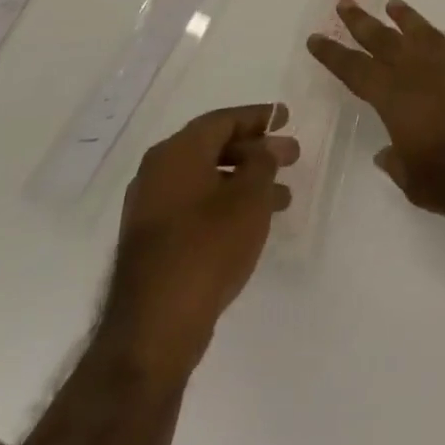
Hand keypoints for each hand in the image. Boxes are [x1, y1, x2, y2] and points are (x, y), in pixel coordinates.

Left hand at [102, 105, 297, 378]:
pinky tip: (253, 221)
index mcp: (176, 153)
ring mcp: (151, 207)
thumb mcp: (249, 198)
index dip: (259, 117)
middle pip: (214, 147)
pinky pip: (196, 204)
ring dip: (246, 181)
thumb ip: (263, 163)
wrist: (154, 327)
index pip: (223, 120)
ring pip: (207, 179)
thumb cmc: (207, 247)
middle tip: (293, 156)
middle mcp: (158, 172)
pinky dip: (226, 203)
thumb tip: (265, 147)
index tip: (287, 117)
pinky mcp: (153, 240)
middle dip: (256, 150)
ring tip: (284, 197)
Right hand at [307, 0, 444, 227]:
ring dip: (405, 18)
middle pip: (384, 39)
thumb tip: (387, 152)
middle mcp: (422, 70)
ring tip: (394, 5)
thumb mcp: (418, 184)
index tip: (316, 38)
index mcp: (396, 99)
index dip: (333, 54)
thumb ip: (398, 163)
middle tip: (345, 4)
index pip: (355, 70)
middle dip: (361, 22)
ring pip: (423, 31)